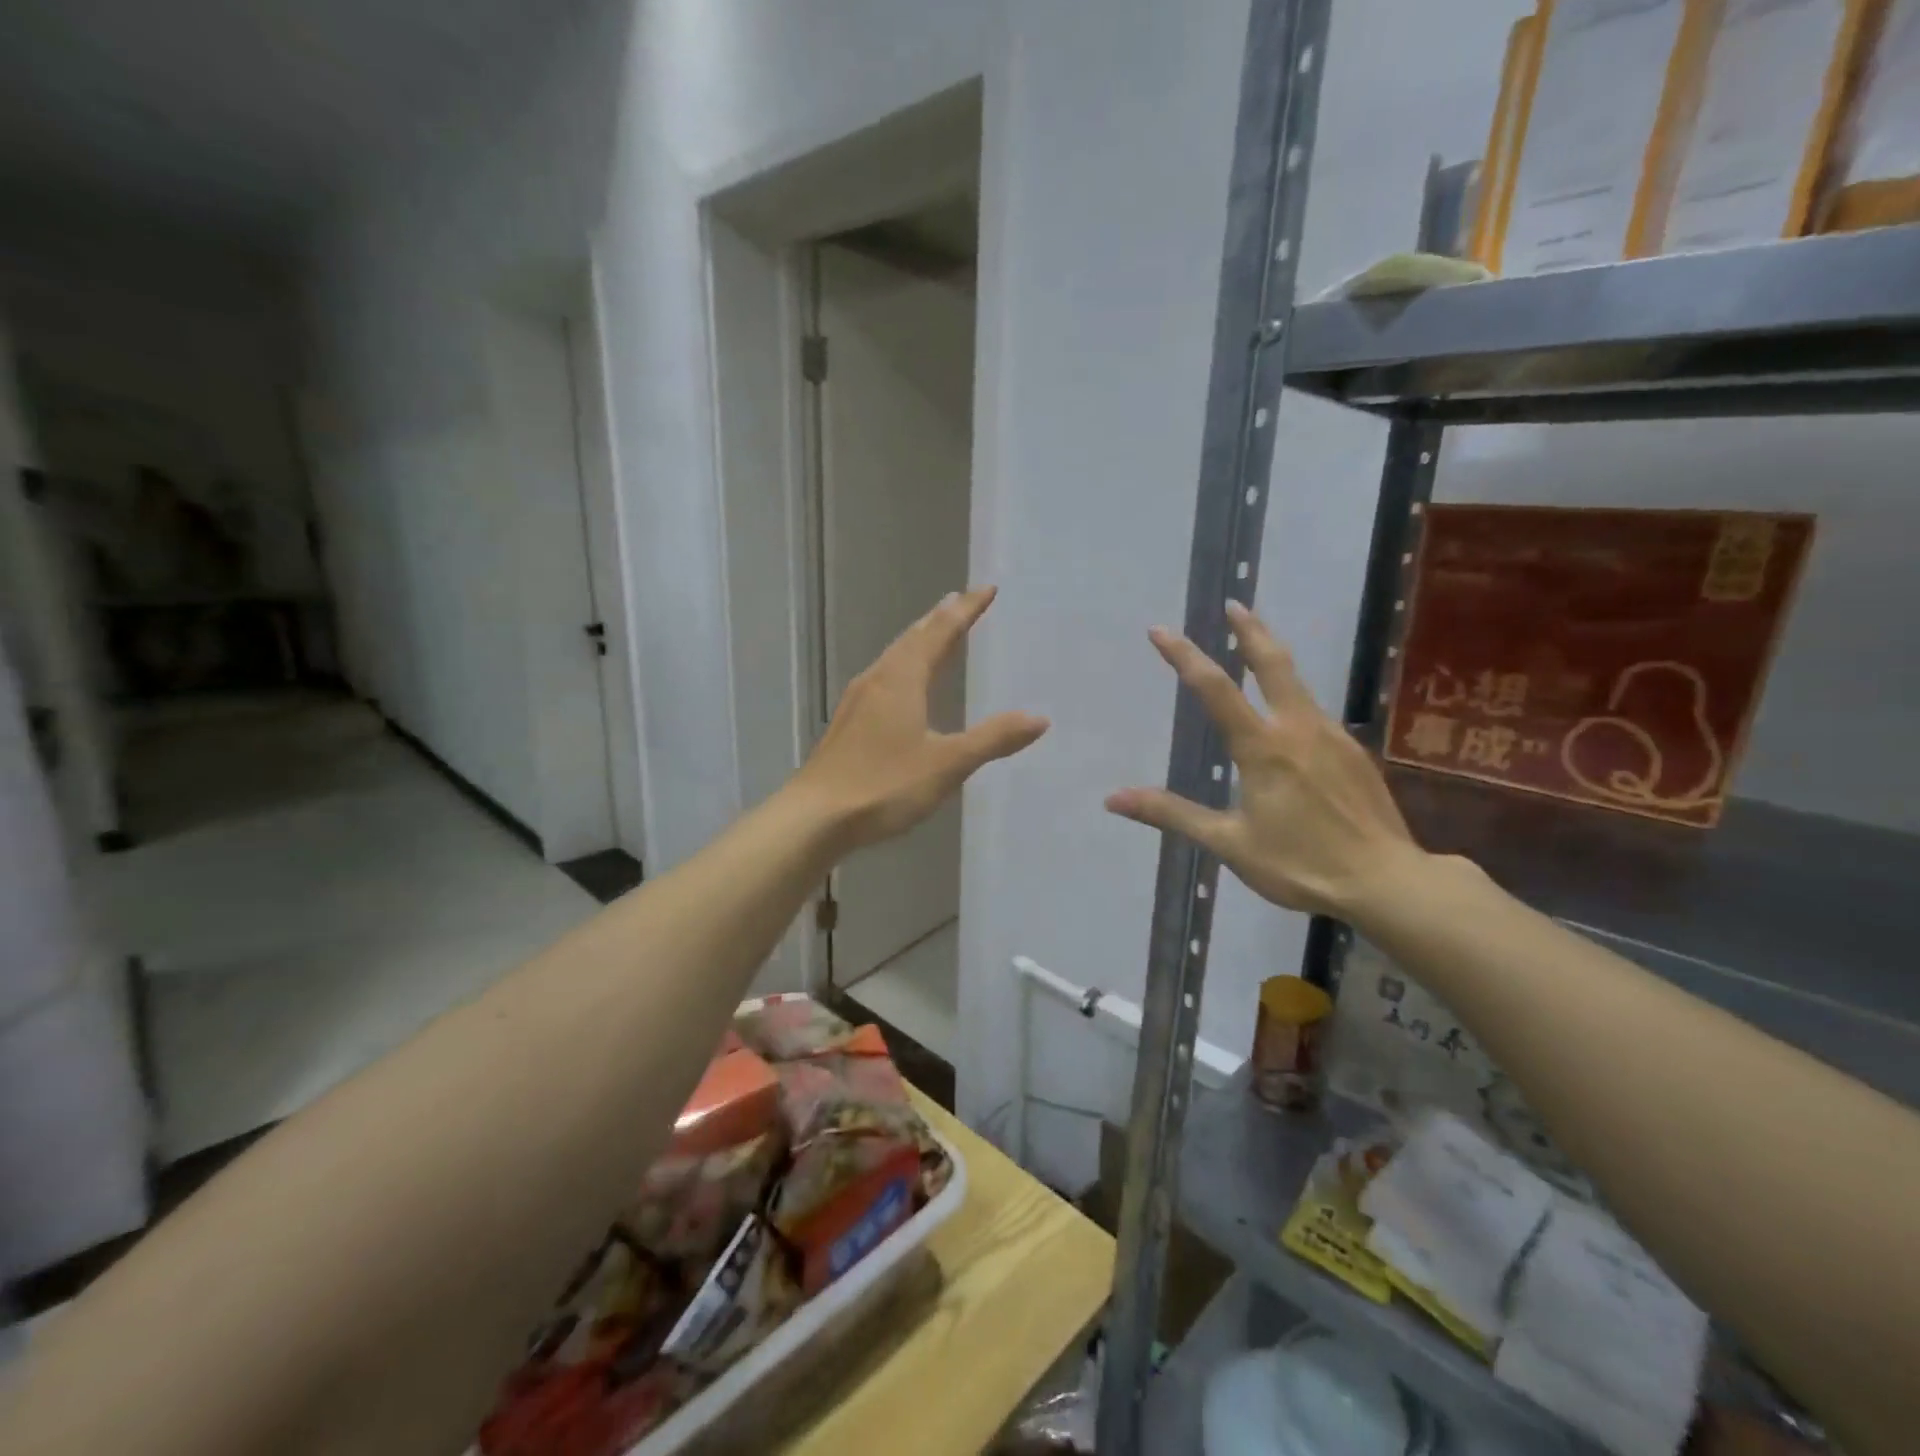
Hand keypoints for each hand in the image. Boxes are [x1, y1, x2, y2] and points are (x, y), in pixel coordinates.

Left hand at [794, 585, 1048, 851]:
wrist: (814, 817)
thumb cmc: (884, 785)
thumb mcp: (947, 764)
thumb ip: (993, 739)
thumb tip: (1039, 718)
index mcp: (902, 679)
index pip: (940, 632)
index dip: (966, 610)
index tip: (987, 589)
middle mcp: (877, 679)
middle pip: (912, 638)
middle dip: (940, 619)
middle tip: (960, 601)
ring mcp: (857, 701)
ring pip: (894, 657)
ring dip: (918, 641)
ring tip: (935, 635)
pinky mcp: (847, 723)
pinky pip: (883, 679)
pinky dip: (903, 667)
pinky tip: (902, 687)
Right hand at [1105, 601, 1418, 916]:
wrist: (1387, 882)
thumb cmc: (1300, 864)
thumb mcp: (1228, 843)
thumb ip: (1172, 814)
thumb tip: (1113, 799)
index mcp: (1263, 747)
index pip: (1215, 689)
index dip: (1184, 656)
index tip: (1160, 630)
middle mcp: (1298, 728)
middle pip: (1273, 663)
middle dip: (1249, 630)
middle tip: (1233, 605)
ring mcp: (1332, 736)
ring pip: (1299, 683)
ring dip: (1273, 657)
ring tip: (1255, 647)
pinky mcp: (1353, 752)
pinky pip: (1315, 711)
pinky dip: (1293, 695)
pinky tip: (1290, 714)